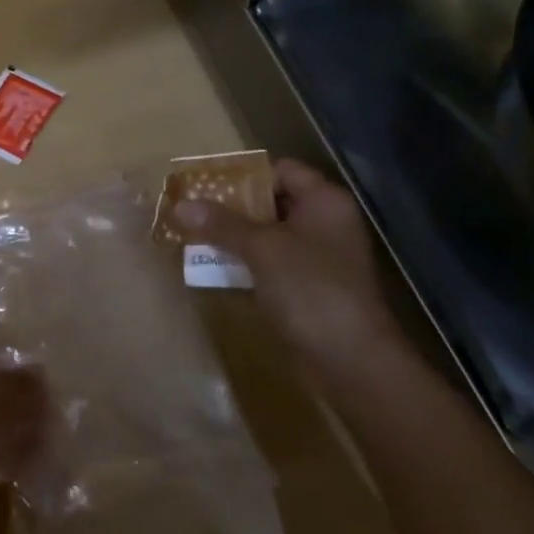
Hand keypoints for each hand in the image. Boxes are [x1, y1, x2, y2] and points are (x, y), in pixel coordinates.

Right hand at [173, 158, 404, 378]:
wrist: (354, 364)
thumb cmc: (311, 289)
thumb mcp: (261, 249)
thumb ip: (221, 224)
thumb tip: (179, 204)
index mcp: (324, 201)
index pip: (281, 170)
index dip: (245, 174)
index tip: (207, 184)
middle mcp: (326, 222)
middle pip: (273, 201)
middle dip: (233, 206)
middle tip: (193, 209)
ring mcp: (320, 257)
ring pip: (270, 234)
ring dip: (236, 235)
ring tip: (195, 235)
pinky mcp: (312, 287)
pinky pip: (274, 262)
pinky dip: (248, 262)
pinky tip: (217, 267)